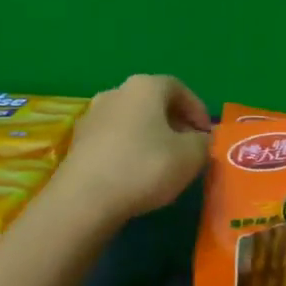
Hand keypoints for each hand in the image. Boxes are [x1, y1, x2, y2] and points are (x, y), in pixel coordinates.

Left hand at [50, 75, 212, 224]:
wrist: (85, 199)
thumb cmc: (145, 166)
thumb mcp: (191, 156)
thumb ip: (203, 143)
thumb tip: (201, 140)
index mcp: (144, 87)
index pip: (178, 88)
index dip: (197, 109)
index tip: (207, 134)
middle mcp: (116, 92)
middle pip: (153, 103)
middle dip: (175, 123)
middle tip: (189, 148)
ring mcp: (93, 116)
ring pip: (132, 121)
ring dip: (151, 137)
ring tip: (164, 163)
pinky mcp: (78, 142)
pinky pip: (114, 139)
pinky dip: (129, 150)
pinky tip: (136, 174)